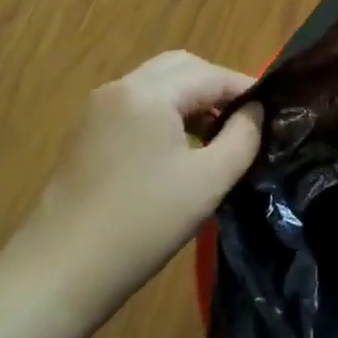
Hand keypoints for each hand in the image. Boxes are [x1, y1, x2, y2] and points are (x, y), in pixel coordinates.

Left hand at [4, 51, 263, 320]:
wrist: (62, 269)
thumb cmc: (144, 222)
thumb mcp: (209, 180)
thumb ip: (243, 137)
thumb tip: (256, 110)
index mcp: (149, 92)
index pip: (211, 74)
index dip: (246, 89)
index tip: (274, 111)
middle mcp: (121, 87)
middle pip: (181, 67)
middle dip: (216, 86)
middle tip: (245, 119)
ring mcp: (98, 108)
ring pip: (157, 83)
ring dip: (191, 98)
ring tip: (217, 135)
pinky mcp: (87, 132)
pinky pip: (137, 104)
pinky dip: (165, 111)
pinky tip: (180, 147)